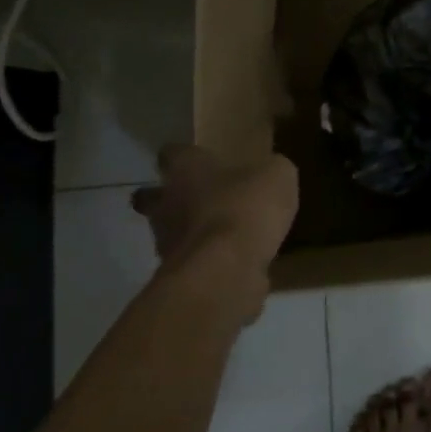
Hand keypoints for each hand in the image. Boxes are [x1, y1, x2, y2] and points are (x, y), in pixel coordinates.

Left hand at [131, 145, 297, 317]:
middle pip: (154, 198)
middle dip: (169, 199)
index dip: (181, 155)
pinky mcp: (178, 278)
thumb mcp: (276, 175)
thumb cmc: (245, 207)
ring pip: (170, 233)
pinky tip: (233, 264)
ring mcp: (167, 244)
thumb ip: (269, 170)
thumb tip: (269, 173)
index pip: (171, 153)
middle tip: (196, 199)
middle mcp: (166, 203)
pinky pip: (193, 264)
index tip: (193, 157)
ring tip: (222, 235)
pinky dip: (208, 263)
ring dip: (190, 233)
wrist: (226, 270)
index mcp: (185, 169)